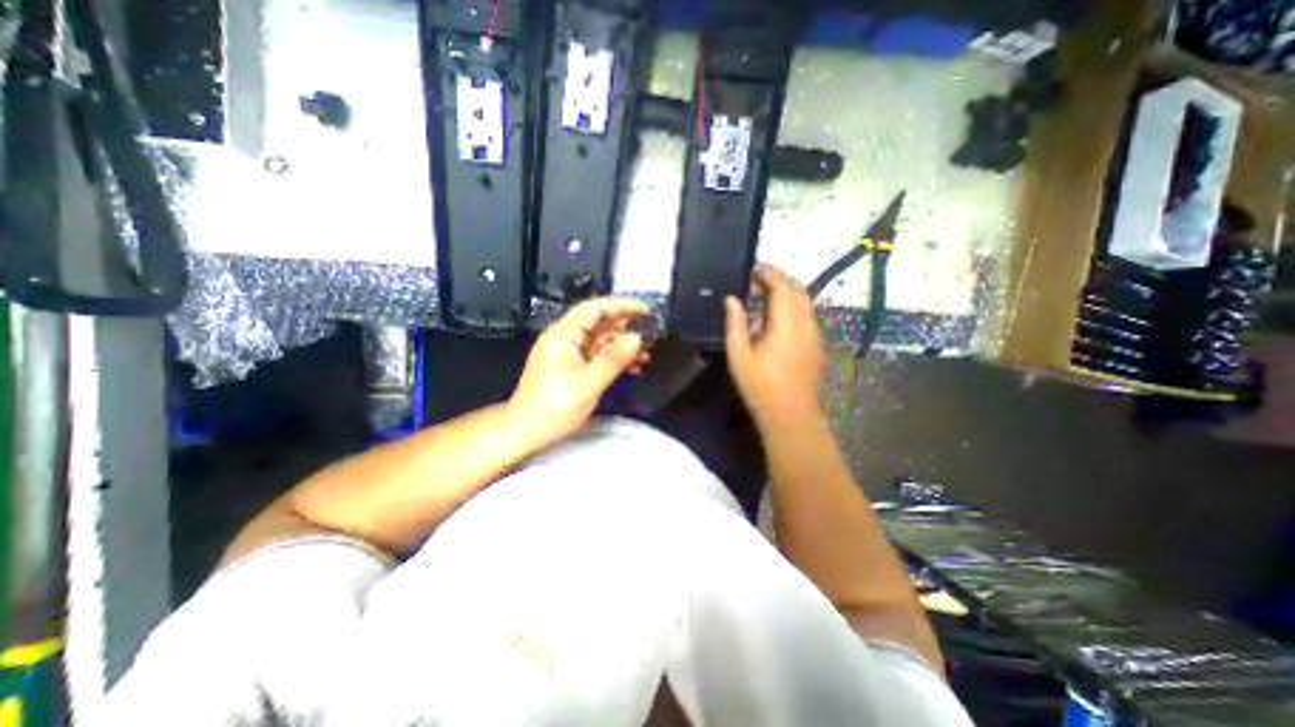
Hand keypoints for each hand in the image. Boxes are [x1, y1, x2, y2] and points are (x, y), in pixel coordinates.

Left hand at [506, 296, 647, 449]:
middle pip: (599, 322)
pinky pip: (596, 354)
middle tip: (652, 333)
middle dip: (626, 326)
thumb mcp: (589, 382)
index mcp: (563, 334)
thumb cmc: (555, 406)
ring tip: (646, 354)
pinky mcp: (571, 366)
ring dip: (622, 345)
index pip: (595, 308)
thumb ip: (614, 358)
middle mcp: (565, 337)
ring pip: (600, 339)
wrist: (526, 431)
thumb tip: (638, 338)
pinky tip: (632, 367)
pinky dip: (614, 358)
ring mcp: (567, 352)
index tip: (646, 311)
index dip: (622, 305)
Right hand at [725, 264, 823, 428]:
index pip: (783, 287)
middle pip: (798, 291)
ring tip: (764, 301)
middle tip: (756, 283)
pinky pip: (807, 318)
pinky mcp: (818, 347)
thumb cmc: (761, 387)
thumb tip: (732, 299)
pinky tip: (777, 324)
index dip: (770, 273)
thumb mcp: (739, 355)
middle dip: (779, 281)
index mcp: (787, 325)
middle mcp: (806, 325)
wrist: (792, 417)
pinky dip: (793, 310)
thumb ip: (735, 324)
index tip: (754, 268)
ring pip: (805, 304)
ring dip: (787, 296)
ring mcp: (815, 337)